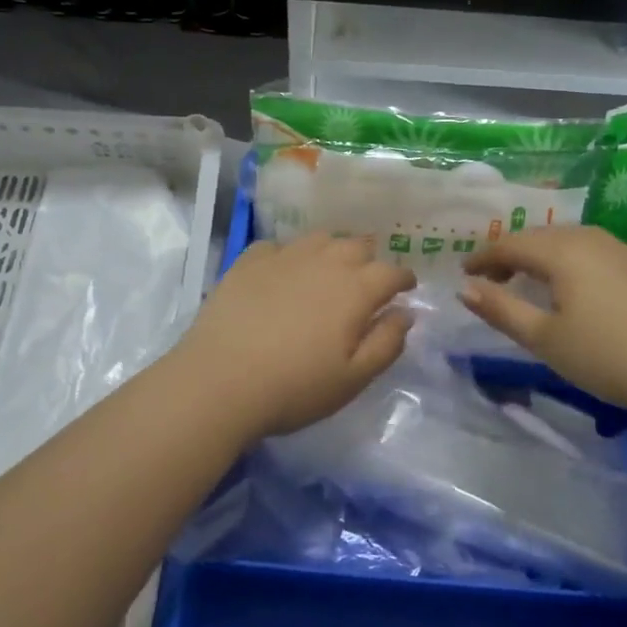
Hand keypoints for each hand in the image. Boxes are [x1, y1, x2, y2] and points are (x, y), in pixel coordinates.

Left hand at [177, 234, 415, 437]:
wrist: (220, 381)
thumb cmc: (295, 387)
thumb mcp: (353, 378)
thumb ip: (387, 343)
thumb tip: (405, 313)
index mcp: (356, 289)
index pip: (391, 272)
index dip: (403, 279)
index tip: (406, 288)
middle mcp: (324, 262)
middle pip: (357, 245)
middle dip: (370, 259)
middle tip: (368, 279)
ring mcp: (284, 257)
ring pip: (319, 239)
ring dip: (333, 250)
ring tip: (329, 269)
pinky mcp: (249, 261)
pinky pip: (278, 246)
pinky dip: (289, 255)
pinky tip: (283, 271)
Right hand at [462, 225, 626, 410]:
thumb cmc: (606, 356)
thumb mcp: (544, 339)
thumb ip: (501, 310)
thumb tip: (465, 289)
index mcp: (563, 252)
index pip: (511, 244)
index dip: (484, 258)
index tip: (465, 273)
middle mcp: (592, 239)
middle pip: (542, 237)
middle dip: (513, 253)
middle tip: (495, 278)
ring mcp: (625, 250)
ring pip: (572, 241)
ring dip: (545, 256)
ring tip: (533, 281)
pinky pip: (598, 252)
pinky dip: (575, 262)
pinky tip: (580, 288)